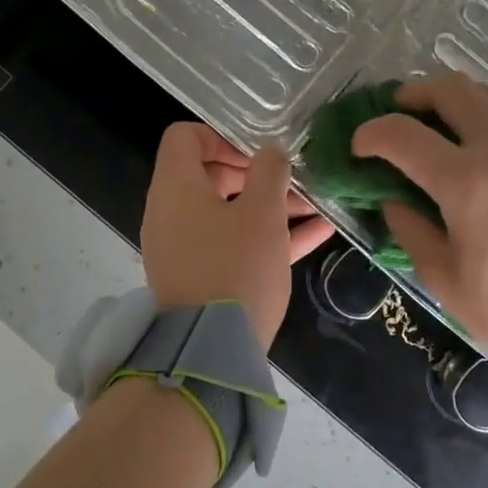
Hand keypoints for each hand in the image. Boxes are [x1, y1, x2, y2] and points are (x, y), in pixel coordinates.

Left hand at [141, 123, 333, 344]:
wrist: (210, 353)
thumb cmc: (236, 267)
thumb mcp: (262, 213)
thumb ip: (269, 172)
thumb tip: (270, 152)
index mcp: (176, 188)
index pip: (184, 137)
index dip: (222, 135)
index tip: (257, 154)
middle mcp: (171, 213)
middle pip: (209, 175)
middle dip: (255, 174)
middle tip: (291, 182)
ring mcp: (183, 248)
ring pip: (226, 212)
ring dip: (268, 206)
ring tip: (314, 206)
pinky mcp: (199, 277)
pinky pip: (231, 243)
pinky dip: (265, 235)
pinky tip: (316, 234)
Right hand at [351, 74, 487, 384]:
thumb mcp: (445, 280)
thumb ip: (410, 229)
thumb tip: (392, 198)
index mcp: (467, 181)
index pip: (403, 134)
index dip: (370, 135)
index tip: (357, 149)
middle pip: (450, 89)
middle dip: (411, 96)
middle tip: (393, 119)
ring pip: (484, 94)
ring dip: (447, 100)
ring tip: (427, 128)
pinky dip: (477, 115)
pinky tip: (466, 146)